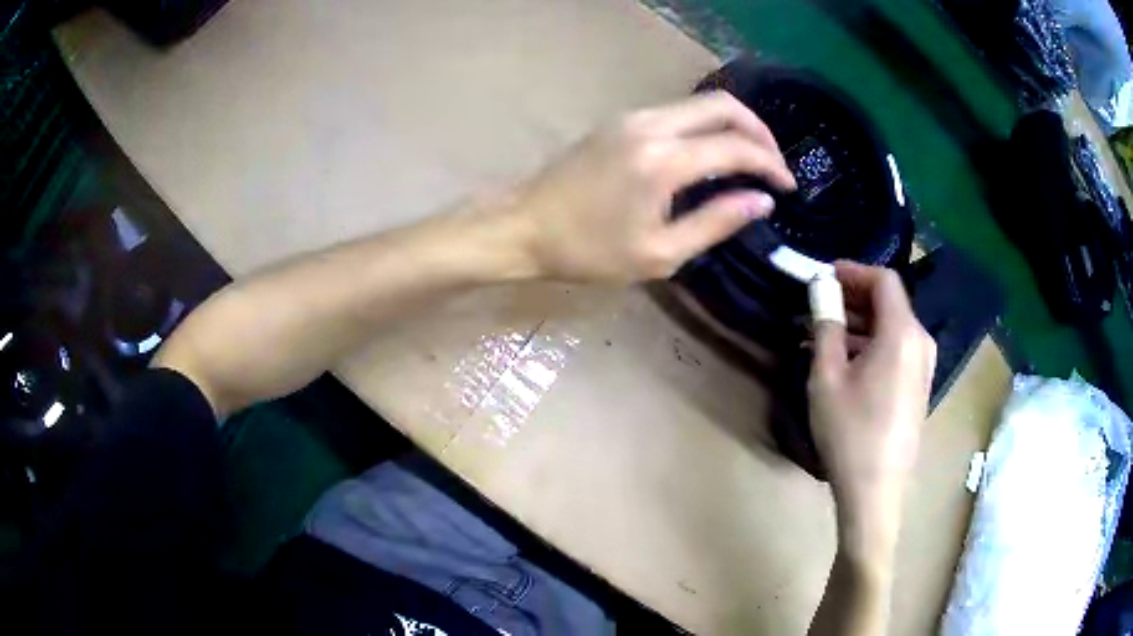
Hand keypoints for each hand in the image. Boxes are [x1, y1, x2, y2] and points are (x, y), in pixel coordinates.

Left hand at [508, 91, 795, 282]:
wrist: (523, 225)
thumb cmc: (587, 251)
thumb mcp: (659, 253)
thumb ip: (716, 222)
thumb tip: (761, 200)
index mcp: (664, 161)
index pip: (737, 147)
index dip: (771, 165)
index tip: (788, 187)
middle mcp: (652, 124)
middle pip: (723, 105)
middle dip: (759, 131)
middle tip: (774, 164)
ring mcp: (633, 116)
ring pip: (701, 104)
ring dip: (733, 125)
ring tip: (750, 161)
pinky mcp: (621, 120)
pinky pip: (678, 112)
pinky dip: (706, 126)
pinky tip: (711, 154)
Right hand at [808, 262, 935, 560]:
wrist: (875, 491)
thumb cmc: (849, 432)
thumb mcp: (827, 377)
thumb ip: (826, 324)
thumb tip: (821, 287)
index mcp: (902, 334)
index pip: (884, 280)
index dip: (853, 271)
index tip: (823, 276)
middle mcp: (921, 342)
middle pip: (890, 303)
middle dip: (854, 298)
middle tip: (817, 307)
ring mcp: (924, 367)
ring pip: (893, 328)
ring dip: (860, 324)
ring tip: (823, 337)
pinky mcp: (919, 387)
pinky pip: (897, 350)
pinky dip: (872, 345)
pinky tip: (845, 363)